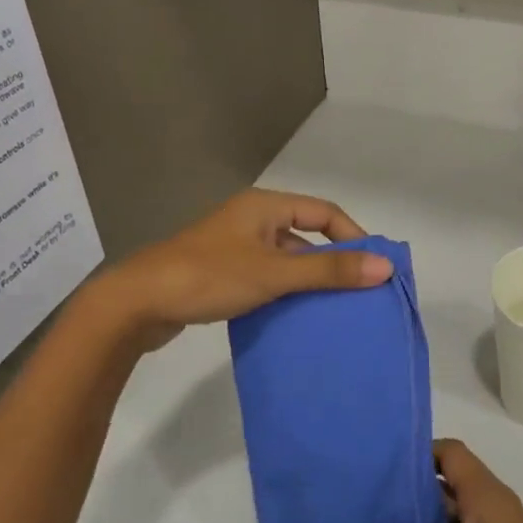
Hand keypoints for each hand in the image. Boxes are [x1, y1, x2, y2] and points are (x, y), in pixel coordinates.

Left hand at [98, 189, 391, 348]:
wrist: (136, 304)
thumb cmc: (209, 277)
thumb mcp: (274, 273)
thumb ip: (329, 271)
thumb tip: (385, 267)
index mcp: (264, 206)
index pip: (324, 212)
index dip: (353, 236)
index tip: (373, 266)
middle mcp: (251, 220)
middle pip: (306, 235)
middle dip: (333, 261)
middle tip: (358, 291)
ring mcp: (235, 247)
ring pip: (286, 259)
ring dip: (309, 280)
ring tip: (333, 309)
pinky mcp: (222, 273)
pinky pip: (267, 276)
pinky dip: (285, 292)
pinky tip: (295, 316)